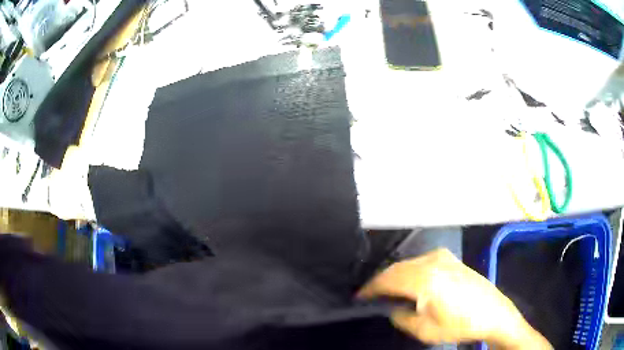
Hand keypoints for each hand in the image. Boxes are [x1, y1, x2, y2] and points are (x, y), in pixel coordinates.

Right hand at [357, 249, 551, 348]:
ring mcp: (443, 257)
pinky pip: (421, 262)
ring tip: (386, 291)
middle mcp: (432, 261)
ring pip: (408, 263)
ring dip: (394, 275)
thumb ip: (401, 316)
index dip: (370, 289)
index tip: (358, 297)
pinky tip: (409, 282)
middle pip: (396, 268)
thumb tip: (392, 307)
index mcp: (424, 278)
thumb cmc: (459, 324)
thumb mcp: (424, 330)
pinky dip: (409, 271)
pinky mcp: (451, 259)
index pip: (387, 279)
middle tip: (370, 295)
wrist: (493, 312)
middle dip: (380, 281)